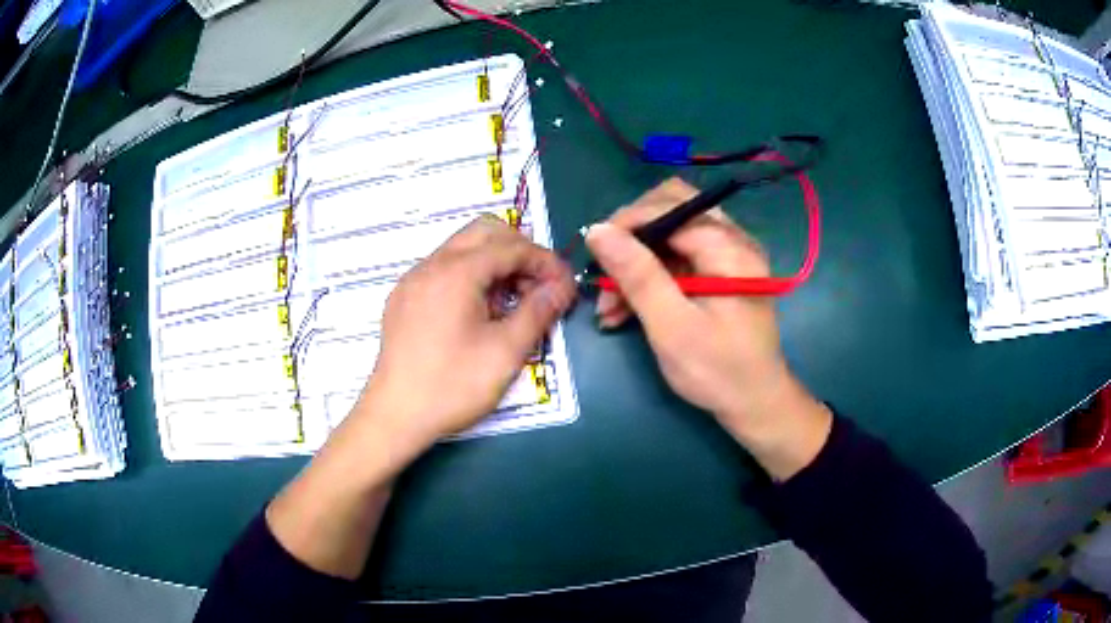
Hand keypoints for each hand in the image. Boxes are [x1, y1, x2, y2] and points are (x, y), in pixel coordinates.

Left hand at [359, 215, 575, 451]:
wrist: (395, 416)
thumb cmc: (452, 386)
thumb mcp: (505, 352)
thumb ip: (538, 312)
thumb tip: (562, 287)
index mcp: (456, 272)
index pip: (512, 246)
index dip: (545, 261)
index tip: (565, 285)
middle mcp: (431, 265)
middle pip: (484, 232)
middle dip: (518, 250)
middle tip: (538, 286)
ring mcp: (413, 280)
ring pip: (462, 248)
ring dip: (494, 262)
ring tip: (512, 302)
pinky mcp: (404, 298)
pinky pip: (443, 269)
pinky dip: (470, 276)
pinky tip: (479, 313)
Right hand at [586, 178, 830, 479]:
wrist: (755, 404)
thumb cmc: (717, 371)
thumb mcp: (672, 327)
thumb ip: (637, 275)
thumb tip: (598, 230)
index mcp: (729, 248)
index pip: (670, 206)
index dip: (627, 222)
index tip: (594, 252)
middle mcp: (733, 240)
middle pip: (672, 208)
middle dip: (632, 236)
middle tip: (604, 270)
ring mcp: (728, 255)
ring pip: (671, 233)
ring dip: (637, 260)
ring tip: (608, 304)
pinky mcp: (720, 272)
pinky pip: (678, 257)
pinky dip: (650, 275)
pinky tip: (626, 308)